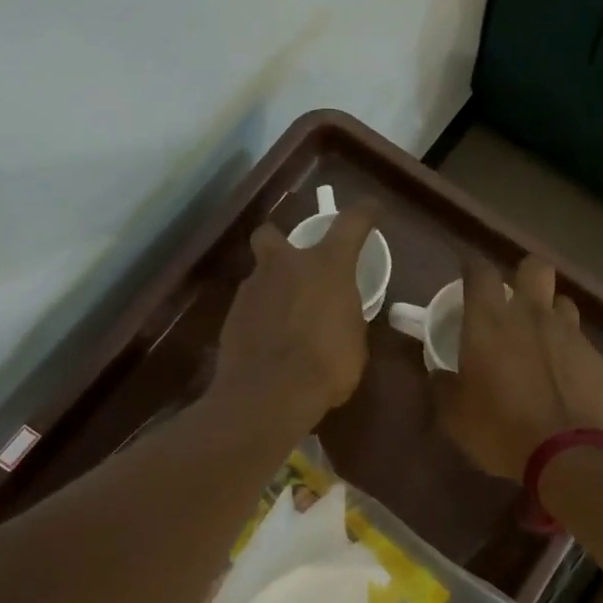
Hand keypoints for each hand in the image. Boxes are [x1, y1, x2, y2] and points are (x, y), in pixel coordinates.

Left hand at [214, 201, 378, 425]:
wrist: (269, 393)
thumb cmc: (327, 366)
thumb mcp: (354, 341)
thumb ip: (345, 317)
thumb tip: (339, 316)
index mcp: (328, 266)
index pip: (350, 224)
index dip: (363, 214)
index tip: (371, 209)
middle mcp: (286, 265)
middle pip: (274, 235)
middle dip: (283, 245)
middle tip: (297, 270)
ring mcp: (253, 288)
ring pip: (261, 275)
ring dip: (274, 289)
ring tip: (287, 321)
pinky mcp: (231, 316)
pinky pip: (251, 307)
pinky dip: (261, 318)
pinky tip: (270, 342)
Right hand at [435, 253, 602, 480]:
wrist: (568, 453)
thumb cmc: (500, 430)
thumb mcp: (455, 416)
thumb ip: (444, 387)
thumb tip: (440, 375)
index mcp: (489, 323)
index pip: (480, 272)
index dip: (472, 268)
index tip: (467, 276)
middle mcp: (531, 315)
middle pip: (534, 267)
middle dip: (523, 276)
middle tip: (513, 301)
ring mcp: (568, 333)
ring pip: (561, 301)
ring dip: (549, 312)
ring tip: (541, 338)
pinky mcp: (594, 356)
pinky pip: (579, 338)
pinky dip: (568, 348)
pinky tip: (563, 374)